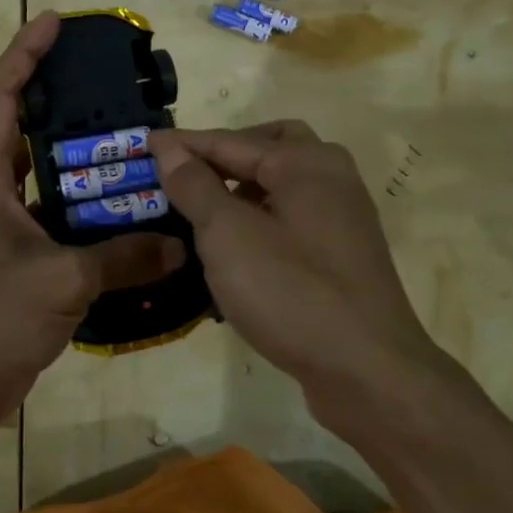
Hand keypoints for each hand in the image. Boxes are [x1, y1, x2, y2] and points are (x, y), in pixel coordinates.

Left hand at [0, 12, 184, 431]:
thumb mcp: (61, 280)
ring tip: (128, 139)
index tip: (55, 23)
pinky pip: (55, 215)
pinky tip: (124, 208)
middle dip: (58, 98)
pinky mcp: (16, 257)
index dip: (24, 53)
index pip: (0, 96)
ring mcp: (0, 225)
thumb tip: (180, 246)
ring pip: (42, 174)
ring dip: (77, 157)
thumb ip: (123, 258)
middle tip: (107, 82)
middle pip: (21, 126)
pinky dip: (85, 207)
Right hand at [150, 122, 444, 422]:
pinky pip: (294, 219)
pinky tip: (236, 248)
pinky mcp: (344, 255)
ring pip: (284, 184)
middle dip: (226, 155)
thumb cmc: (291, 292)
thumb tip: (169, 147)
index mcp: (306, 162)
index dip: (184, 143)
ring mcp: (343, 218)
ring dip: (243, 188)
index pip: (232, 141)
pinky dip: (263, 218)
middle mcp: (332, 178)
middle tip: (187, 172)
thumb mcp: (228, 235)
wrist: (368, 372)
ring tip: (203, 210)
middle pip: (270, 147)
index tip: (144, 143)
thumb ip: (195, 186)